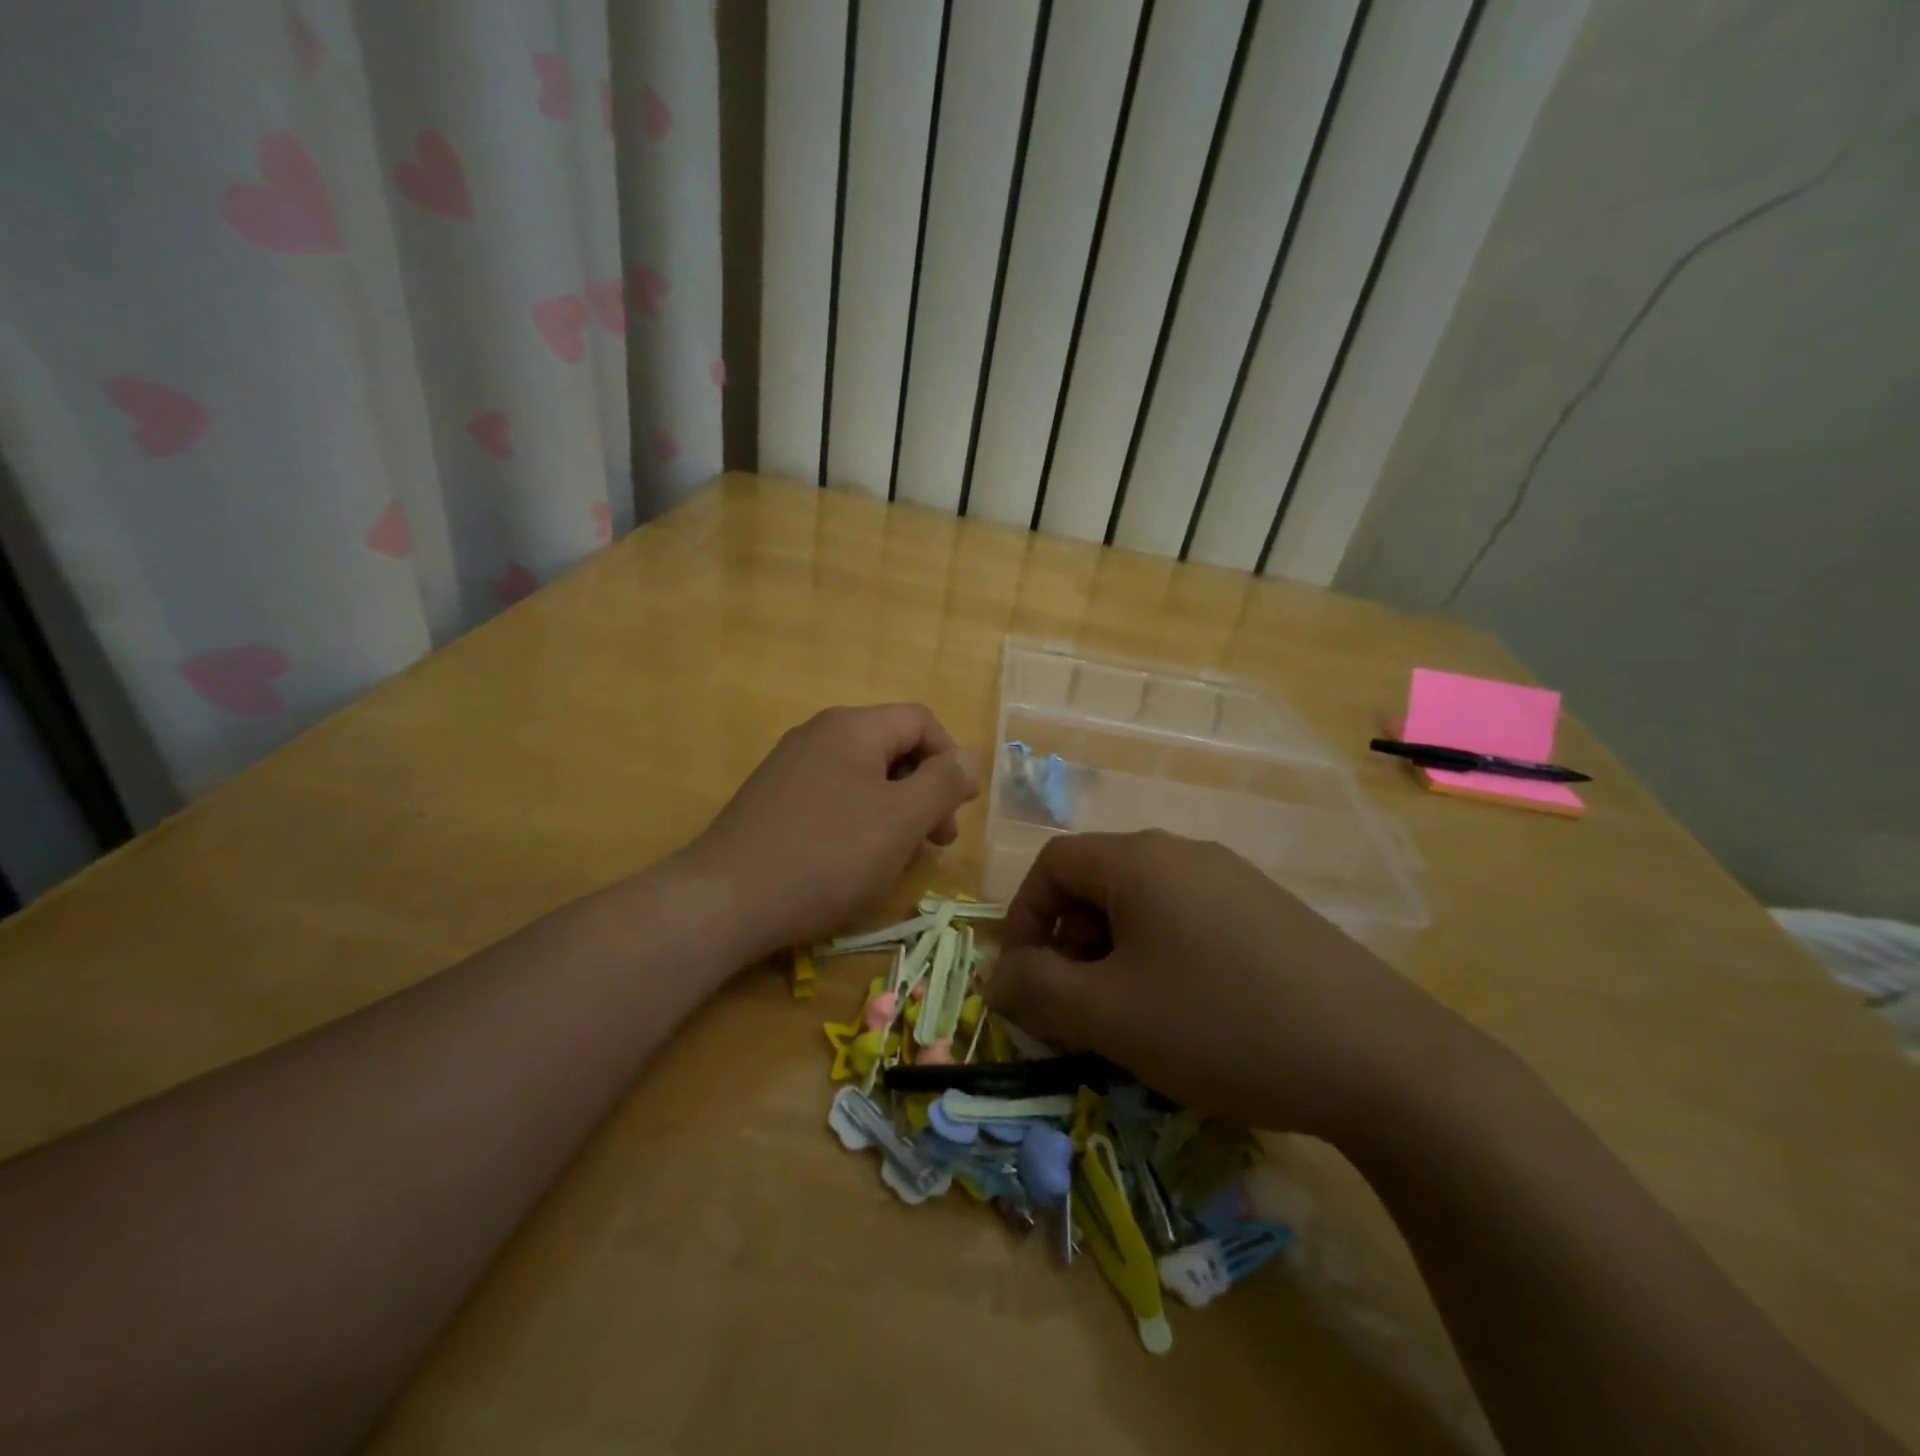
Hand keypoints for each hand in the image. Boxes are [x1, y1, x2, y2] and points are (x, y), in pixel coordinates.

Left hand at [686, 704, 978, 957]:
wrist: (724, 901)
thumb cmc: (827, 856)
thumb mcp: (900, 820)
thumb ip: (943, 783)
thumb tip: (966, 759)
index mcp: (853, 727)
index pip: (921, 721)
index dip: (951, 759)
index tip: (959, 810)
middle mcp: (819, 733)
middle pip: (892, 746)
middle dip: (925, 789)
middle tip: (936, 841)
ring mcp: (791, 765)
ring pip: (864, 774)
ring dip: (895, 808)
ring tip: (899, 854)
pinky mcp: (772, 798)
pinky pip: (833, 794)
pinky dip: (859, 818)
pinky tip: (855, 859)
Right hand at [985, 831, 1461, 1142]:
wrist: (1380, 1060)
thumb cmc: (1221, 1024)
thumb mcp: (1110, 1016)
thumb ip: (1036, 990)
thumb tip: (997, 975)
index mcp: (1140, 859)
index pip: (1053, 865)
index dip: (1025, 919)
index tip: (1026, 981)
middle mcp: (1185, 853)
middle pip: (1098, 884)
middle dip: (1070, 945)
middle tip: (1075, 1011)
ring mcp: (1235, 881)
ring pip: (1144, 908)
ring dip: (1114, 957)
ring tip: (1129, 1021)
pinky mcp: (1270, 915)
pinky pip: (1190, 924)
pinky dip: (1163, 961)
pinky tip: (1189, 1017)